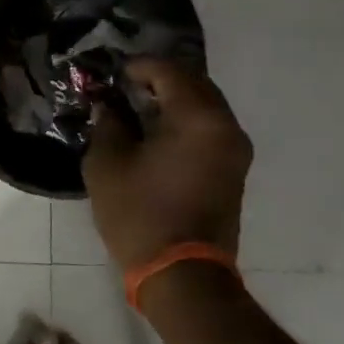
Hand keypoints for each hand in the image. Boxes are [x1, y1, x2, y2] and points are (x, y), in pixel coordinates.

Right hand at [84, 58, 253, 270]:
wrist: (183, 276)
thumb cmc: (140, 214)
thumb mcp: (108, 162)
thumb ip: (108, 121)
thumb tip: (108, 104)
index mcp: (197, 118)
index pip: (168, 71)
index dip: (137, 67)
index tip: (111, 75)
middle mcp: (225, 125)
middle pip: (193, 82)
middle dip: (158, 78)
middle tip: (124, 86)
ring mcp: (235, 149)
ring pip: (204, 104)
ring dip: (173, 99)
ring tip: (138, 107)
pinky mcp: (234, 169)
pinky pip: (210, 126)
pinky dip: (185, 119)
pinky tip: (157, 131)